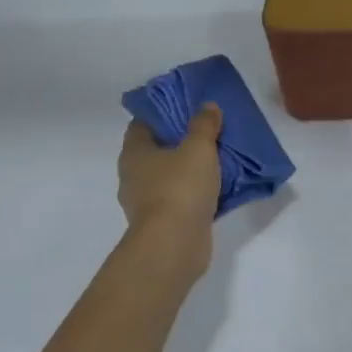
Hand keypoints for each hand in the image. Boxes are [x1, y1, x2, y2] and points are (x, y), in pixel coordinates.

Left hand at [119, 105, 222, 262]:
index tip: (186, 106)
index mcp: (134, 153)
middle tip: (207, 130)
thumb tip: (208, 106)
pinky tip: (217, 187)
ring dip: (188, 168)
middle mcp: (134, 176)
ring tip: (216, 157)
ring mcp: (146, 202)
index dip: (162, 113)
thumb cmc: (180, 188)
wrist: (174, 244)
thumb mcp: (198, 148)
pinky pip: (180, 198)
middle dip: (179, 140)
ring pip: (169, 176)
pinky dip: (195, 192)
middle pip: (156, 150)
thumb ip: (204, 125)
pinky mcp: (163, 222)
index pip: (142, 123)